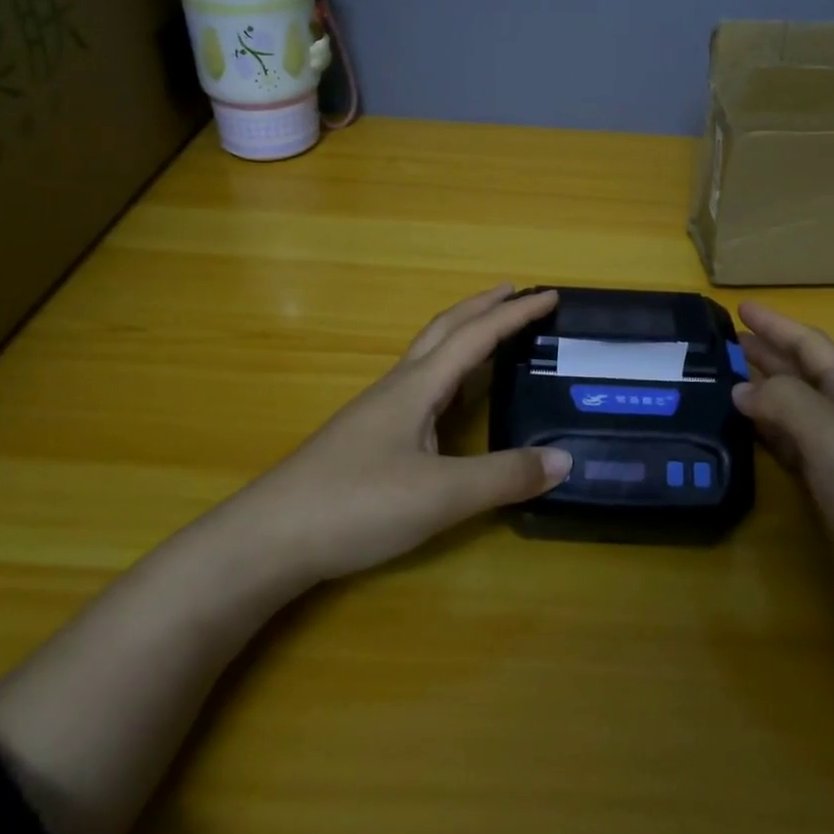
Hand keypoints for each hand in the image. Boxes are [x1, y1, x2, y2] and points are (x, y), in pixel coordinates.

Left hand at [236, 285, 570, 585]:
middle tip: (516, 294)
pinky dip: (447, 373)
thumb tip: (564, 460)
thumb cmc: (357, 504)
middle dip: (482, 308)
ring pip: (427, 357)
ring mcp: (377, 412)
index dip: (515, 314)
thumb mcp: (441, 495)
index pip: (476, 336)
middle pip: (444, 330)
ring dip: (462, 336)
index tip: (550, 295)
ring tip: (490, 337)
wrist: (269, 539)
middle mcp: (397, 388)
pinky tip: (448, 401)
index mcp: (417, 386)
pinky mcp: (366, 438)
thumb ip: (504, 477)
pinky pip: (417, 386)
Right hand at [731, 301, 833, 649]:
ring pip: (794, 413)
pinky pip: (791, 453)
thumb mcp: (833, 438)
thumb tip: (742, 388)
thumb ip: (786, 402)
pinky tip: (746, 435)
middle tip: (723, 341)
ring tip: (724, 380)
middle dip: (767, 354)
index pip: (812, 347)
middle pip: (803, 376)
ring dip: (763, 393)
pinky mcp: (832, 502)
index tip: (740, 306)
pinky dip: (766, 436)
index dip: (777, 325)